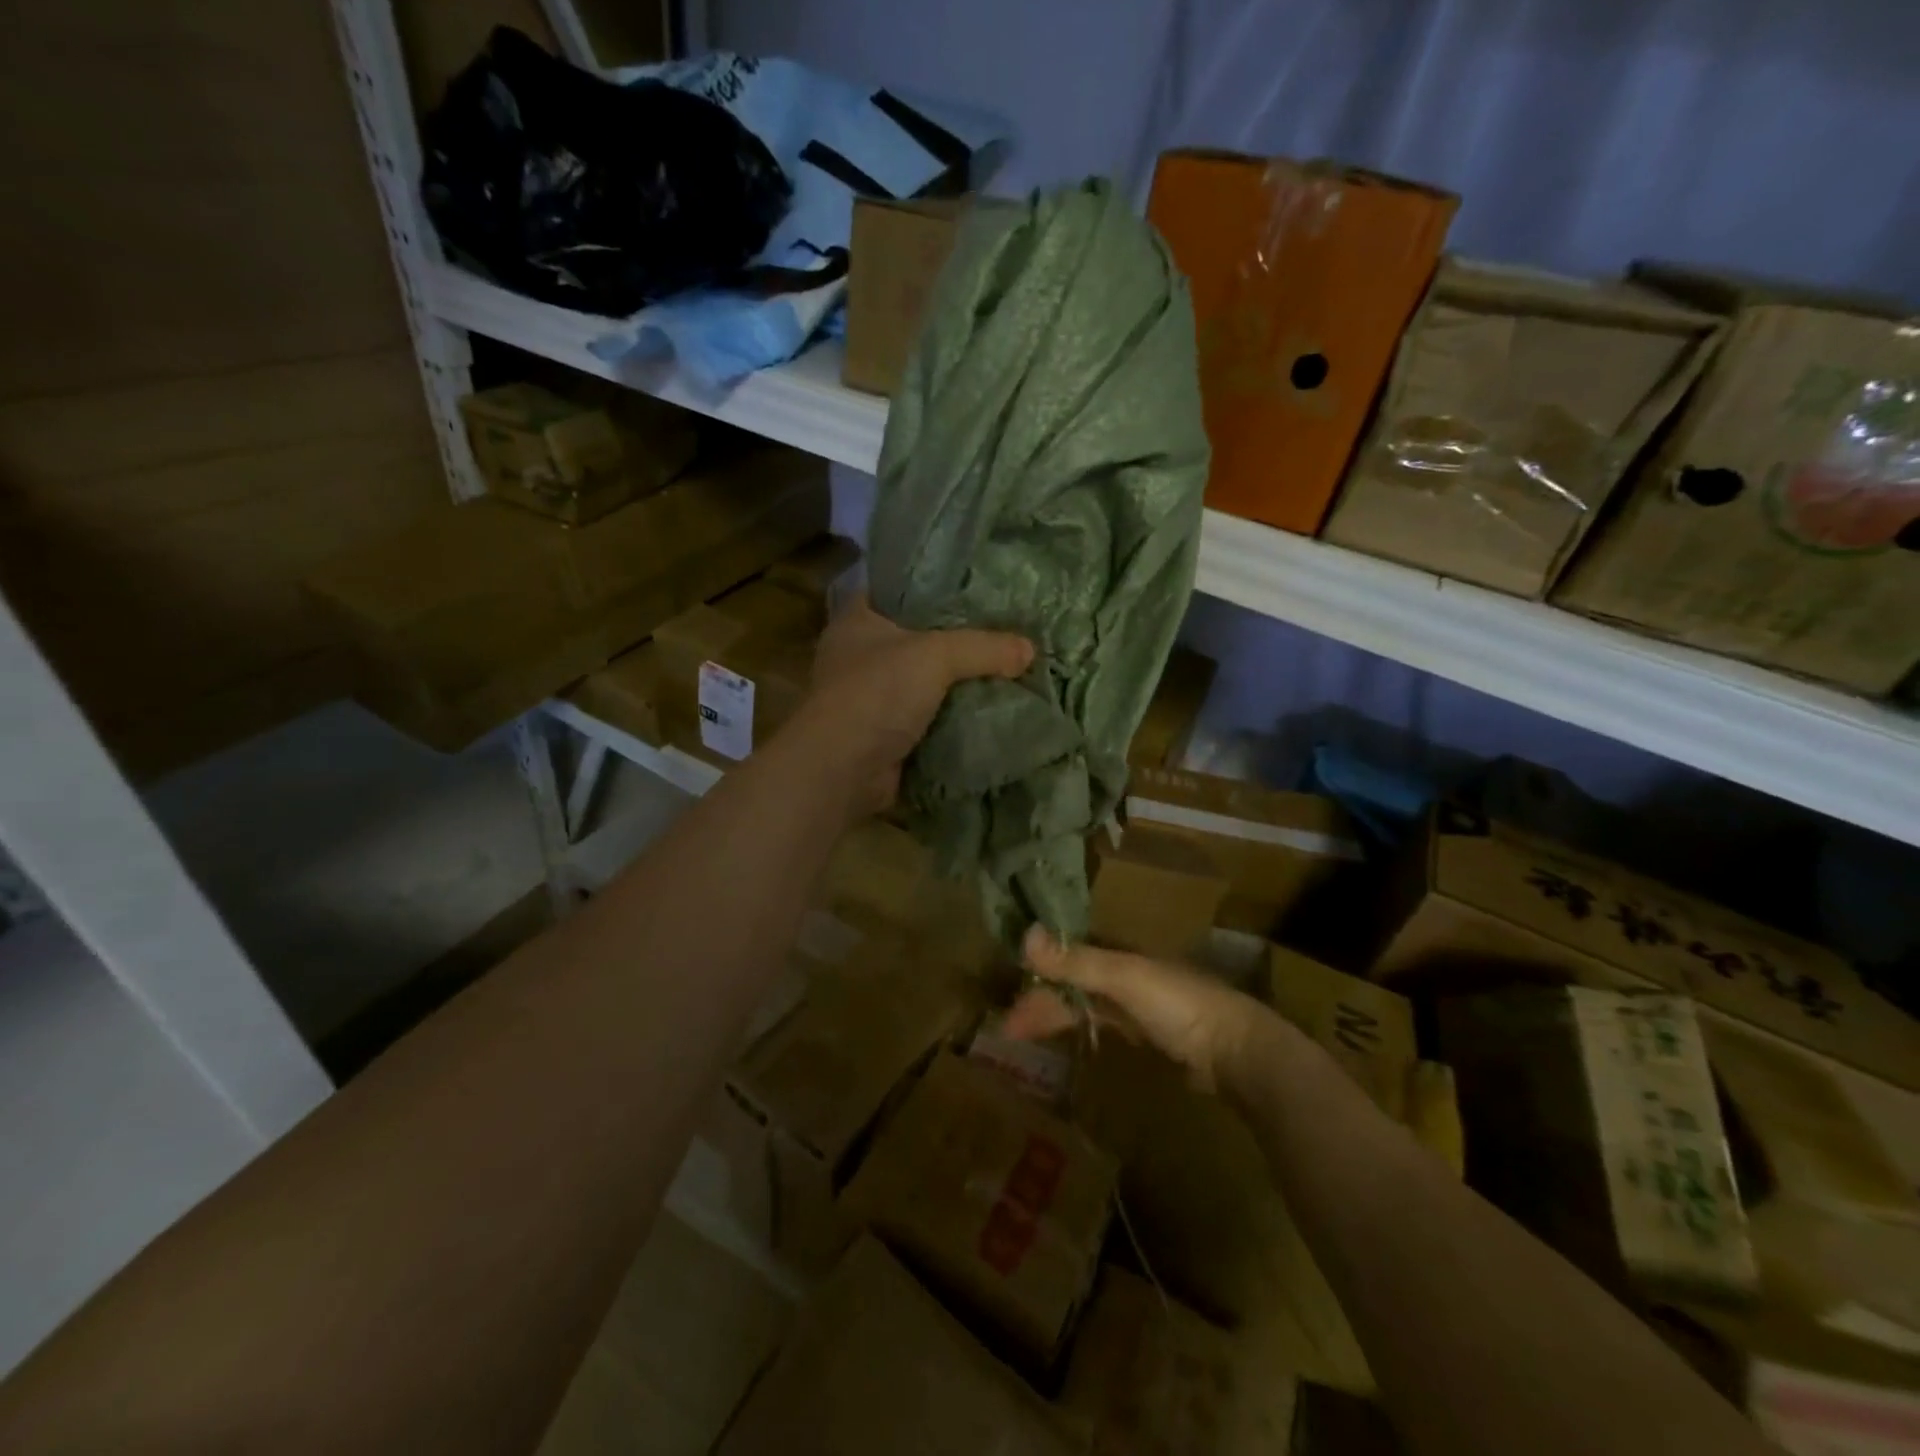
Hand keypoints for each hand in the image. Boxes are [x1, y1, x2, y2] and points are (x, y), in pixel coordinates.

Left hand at [798, 595, 1032, 816]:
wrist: (842, 770)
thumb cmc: (877, 693)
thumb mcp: (936, 656)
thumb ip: (984, 647)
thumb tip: (1029, 649)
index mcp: (858, 620)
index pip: (898, 589)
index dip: (934, 587)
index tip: (976, 587)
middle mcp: (859, 655)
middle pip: (917, 638)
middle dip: (956, 640)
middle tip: (1003, 631)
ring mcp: (869, 698)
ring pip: (924, 681)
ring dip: (956, 684)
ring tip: (1005, 670)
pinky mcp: (883, 734)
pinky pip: (926, 719)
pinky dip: (951, 719)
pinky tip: (988, 712)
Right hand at [1003, 927, 1270, 1094]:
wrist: (1238, 1050)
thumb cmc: (1180, 1005)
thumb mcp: (1125, 978)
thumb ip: (1076, 961)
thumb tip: (1025, 933)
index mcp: (1120, 953)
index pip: (1066, 957)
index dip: (1037, 973)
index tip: (1009, 997)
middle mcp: (1125, 974)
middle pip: (1072, 984)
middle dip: (1041, 1001)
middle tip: (1008, 1029)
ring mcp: (1138, 1005)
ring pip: (1085, 1005)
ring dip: (1056, 1016)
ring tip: (1024, 1036)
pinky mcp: (1149, 1035)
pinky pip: (1103, 1025)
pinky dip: (1080, 1028)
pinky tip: (1067, 1039)